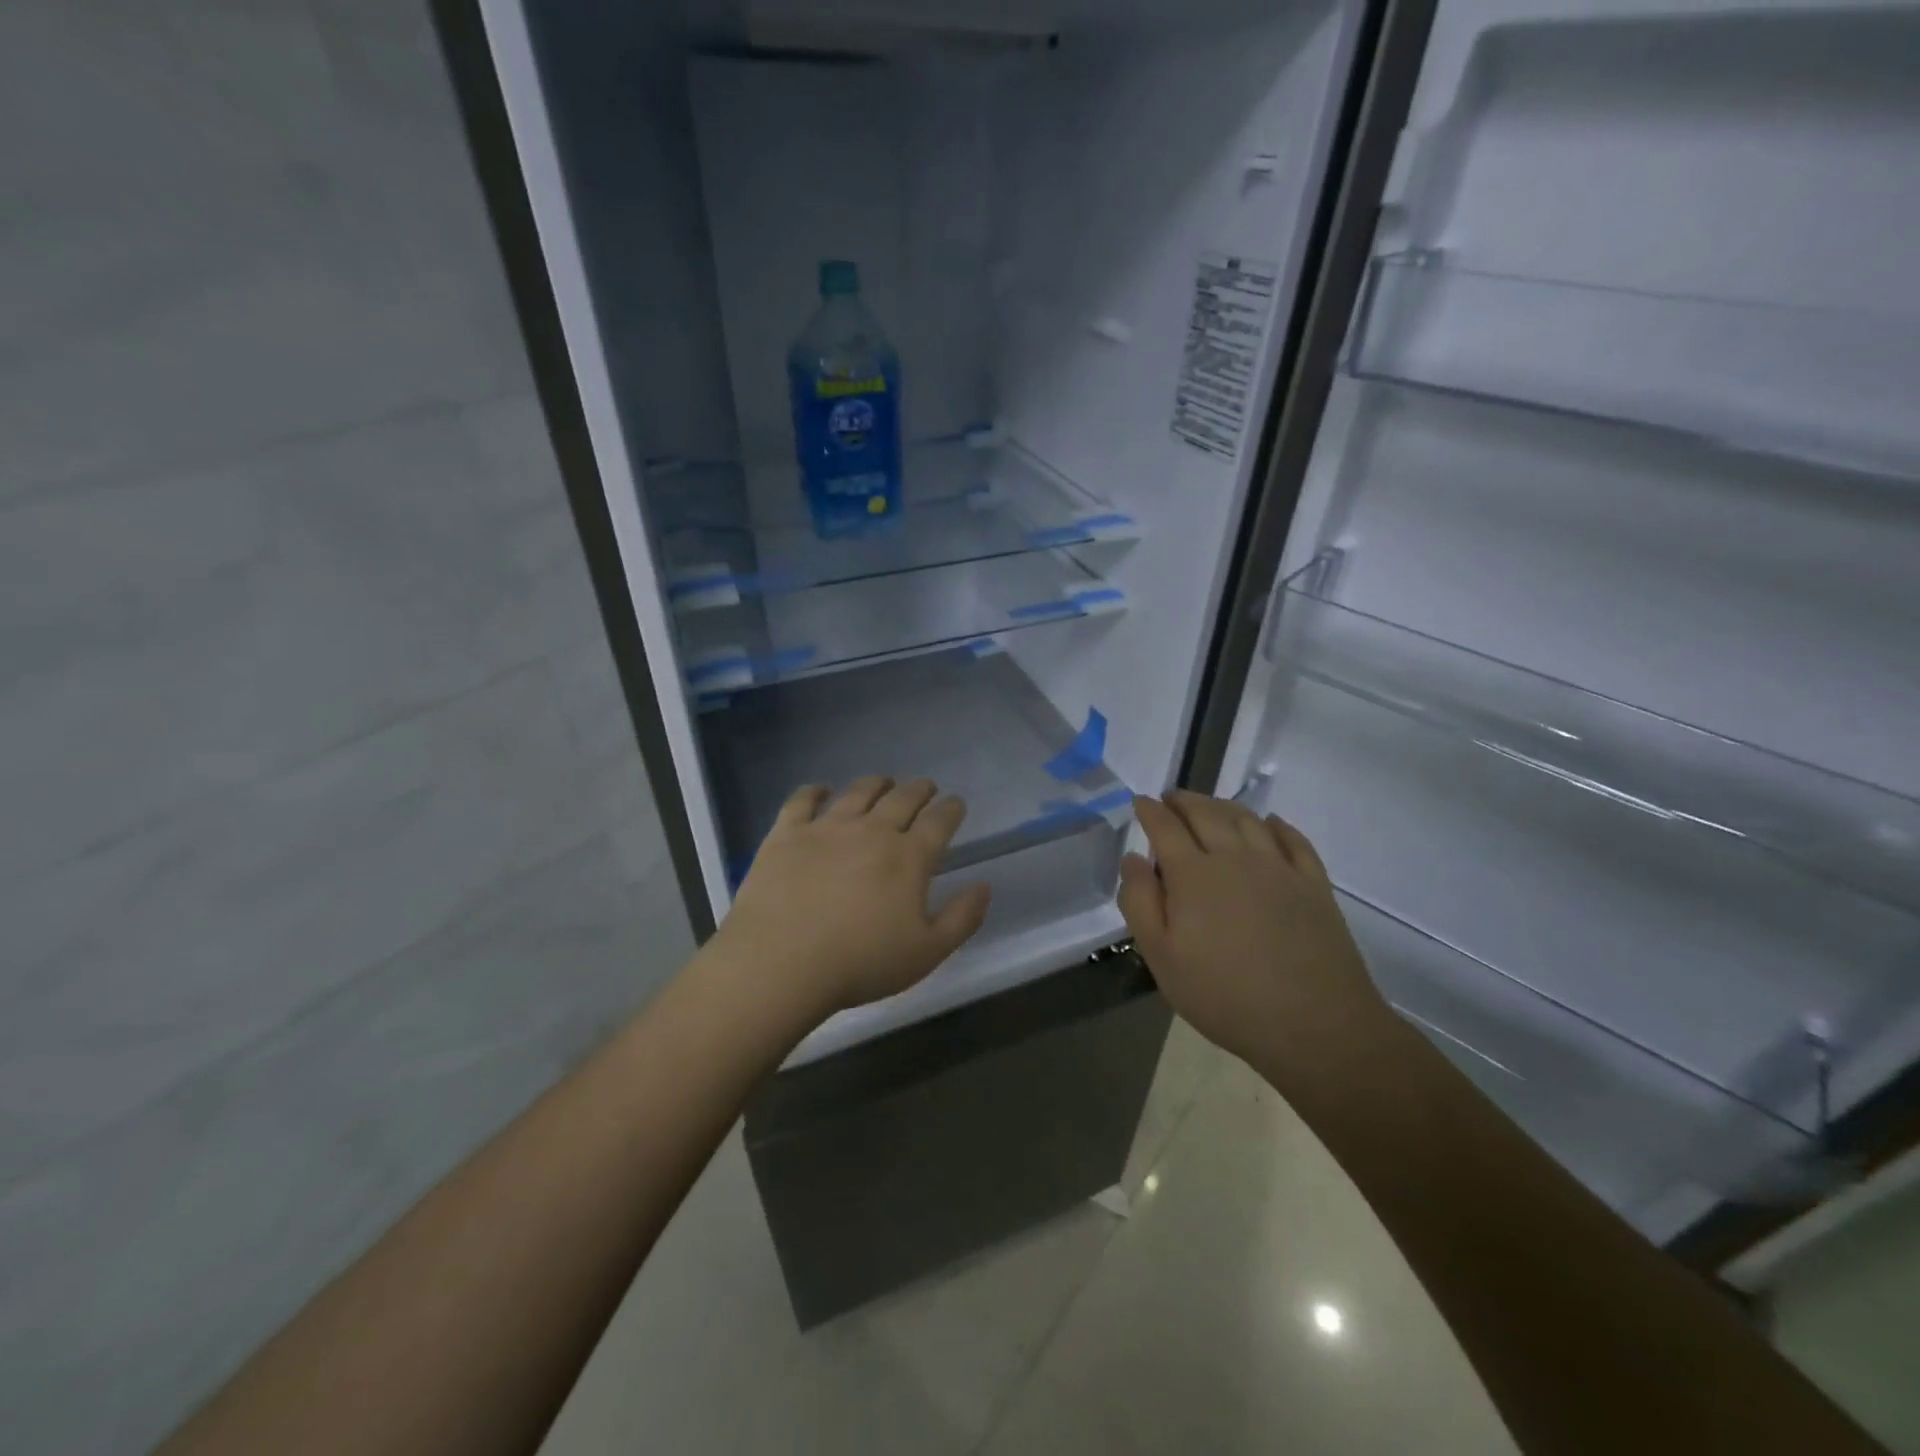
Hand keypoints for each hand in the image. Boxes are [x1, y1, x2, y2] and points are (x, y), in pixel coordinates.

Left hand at [713, 776, 991, 1019]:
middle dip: (919, 790)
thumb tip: (985, 885)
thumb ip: (962, 918)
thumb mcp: (927, 953)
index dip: (951, 810)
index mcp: (909, 857)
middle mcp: (872, 831)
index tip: (956, 804)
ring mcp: (827, 828)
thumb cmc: (860, 963)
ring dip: (877, 784)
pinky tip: (821, 790)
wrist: (781, 962)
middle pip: (902, 799)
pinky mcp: (787, 833)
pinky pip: (803, 800)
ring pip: (859, 792)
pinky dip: (815, 791)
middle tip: (925, 787)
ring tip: (884, 782)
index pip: (939, 822)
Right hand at [1117, 791, 1388, 1074]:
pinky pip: (1293, 839)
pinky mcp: (1314, 884)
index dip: (1150, 811)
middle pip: (1206, 813)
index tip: (1140, 802)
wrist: (1314, 1025)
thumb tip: (1133, 858)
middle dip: (1184, 801)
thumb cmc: (1225, 996)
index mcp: (1193, 874)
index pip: (1165, 827)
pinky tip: (1270, 824)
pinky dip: (1277, 825)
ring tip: (1210, 806)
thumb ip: (1140, 903)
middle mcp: (1235, 858)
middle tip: (1171, 798)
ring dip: (1223, 805)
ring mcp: (1279, 868)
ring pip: (1247, 819)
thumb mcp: (1162, 958)